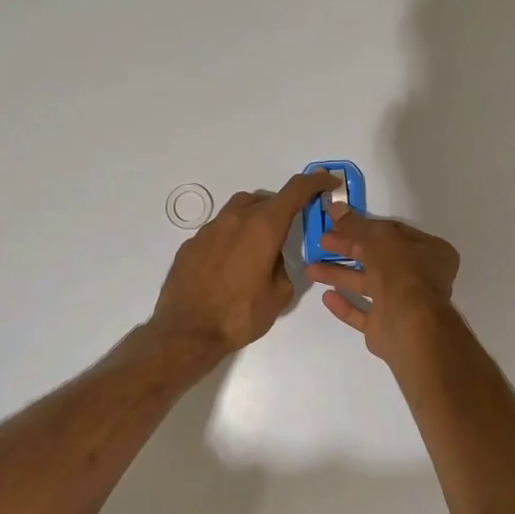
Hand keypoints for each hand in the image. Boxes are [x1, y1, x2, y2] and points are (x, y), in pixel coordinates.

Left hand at [151, 172, 333, 355]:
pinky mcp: (191, 244)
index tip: (327, 181)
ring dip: (254, 220)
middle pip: (264, 200)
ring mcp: (209, 230)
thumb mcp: (279, 295)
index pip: (295, 191)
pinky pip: (218, 231)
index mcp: (263, 227)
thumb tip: (272, 260)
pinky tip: (229, 266)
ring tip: (258, 248)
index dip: (315, 181)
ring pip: (238, 211)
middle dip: (281, 209)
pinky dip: (231, 238)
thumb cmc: (239, 315)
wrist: (187, 332)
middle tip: (288, 231)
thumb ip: (283, 268)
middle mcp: (235, 219)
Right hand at [304, 206, 460, 360]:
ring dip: (341, 275)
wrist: (408, 324)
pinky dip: (346, 305)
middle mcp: (420, 277)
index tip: (339, 223)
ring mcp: (403, 304)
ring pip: (368, 285)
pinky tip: (327, 297)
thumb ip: (355, 225)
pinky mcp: (386, 326)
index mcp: (430, 251)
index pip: (393, 233)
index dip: (365, 226)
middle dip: (348, 249)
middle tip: (322, 242)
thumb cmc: (401, 271)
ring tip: (311, 270)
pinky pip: (363, 313)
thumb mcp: (377, 238)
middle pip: (378, 257)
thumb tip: (336, 207)